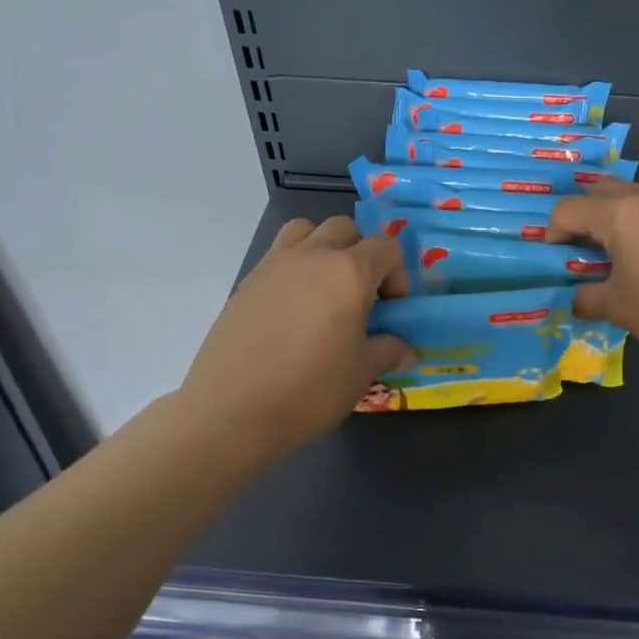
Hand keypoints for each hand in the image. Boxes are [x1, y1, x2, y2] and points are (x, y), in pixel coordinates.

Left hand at [174, 217, 412, 459]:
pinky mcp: (245, 283)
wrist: (234, 410)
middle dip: (360, 253)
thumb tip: (404, 350)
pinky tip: (292, 313)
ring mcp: (273, 265)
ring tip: (324, 291)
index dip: (397, 274)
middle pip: (344, 229)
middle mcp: (311, 256)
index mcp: (348, 272)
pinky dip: (293, 270)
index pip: (385, 247)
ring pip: (304, 231)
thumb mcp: (362, 373)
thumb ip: (387, 351)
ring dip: (322, 249)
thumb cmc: (311, 388)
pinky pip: (277, 258)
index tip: (391, 310)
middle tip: (361, 296)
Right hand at [548, 181, 638, 358]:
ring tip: (609, 256)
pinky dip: (637, 227)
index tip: (553, 262)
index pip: (567, 210)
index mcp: (618, 214)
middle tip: (576, 251)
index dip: (551, 233)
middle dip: (580, 218)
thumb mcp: (619, 308)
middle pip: (598, 192)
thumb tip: (575, 299)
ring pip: (629, 199)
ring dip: (610, 220)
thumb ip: (587, 299)